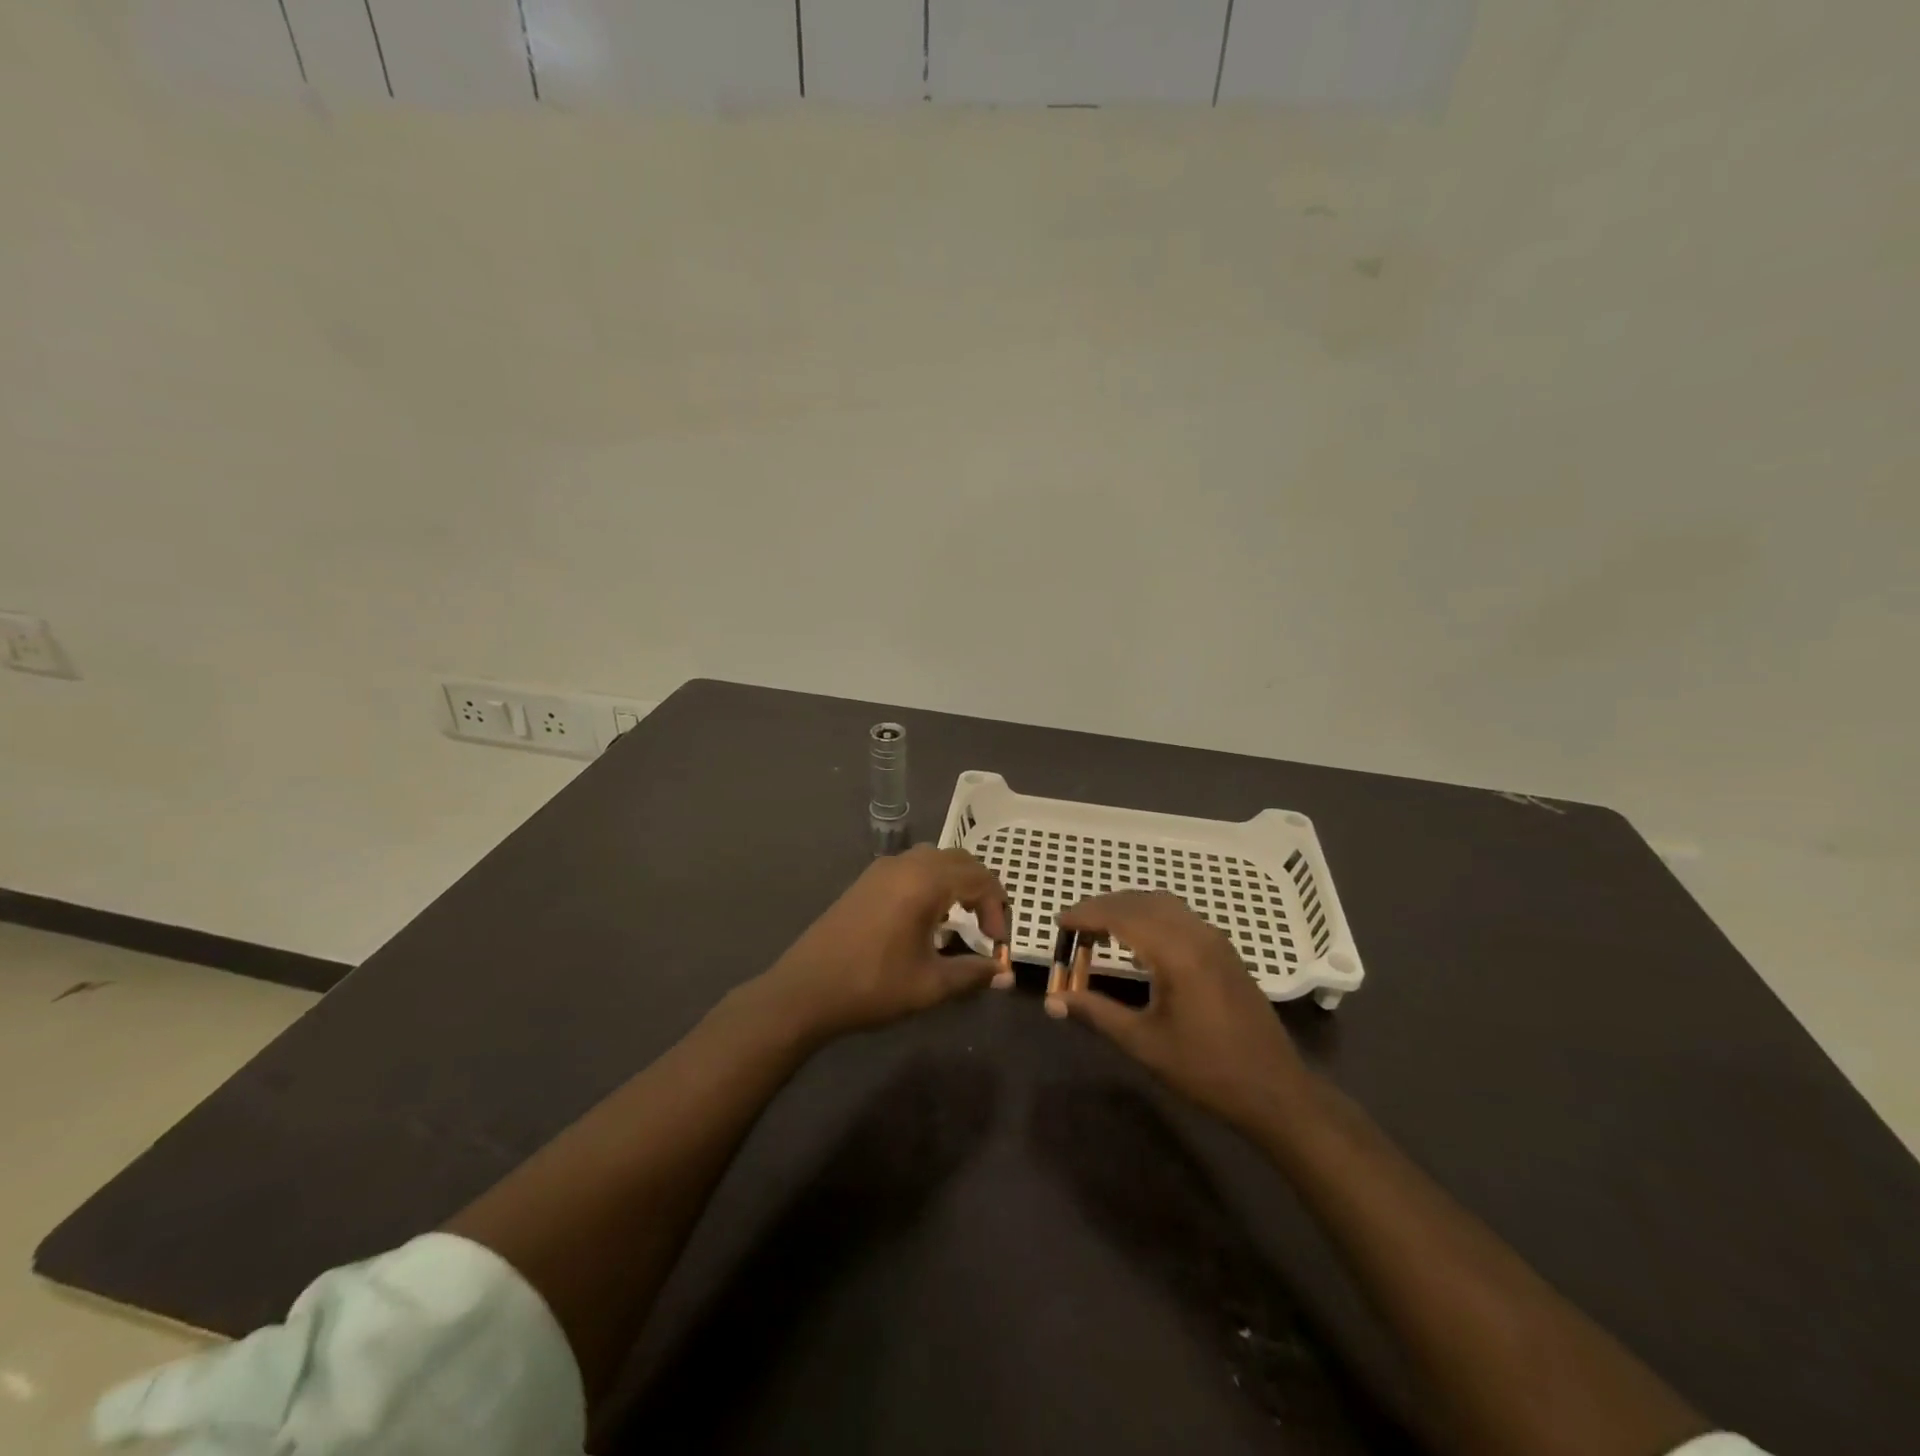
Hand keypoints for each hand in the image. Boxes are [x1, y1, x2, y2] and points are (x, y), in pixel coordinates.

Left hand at [756, 847, 1011, 1041]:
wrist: (805, 990)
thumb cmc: (872, 986)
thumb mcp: (930, 985)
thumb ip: (973, 974)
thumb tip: (1004, 974)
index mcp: (925, 882)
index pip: (980, 879)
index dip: (998, 909)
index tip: (997, 944)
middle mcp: (906, 864)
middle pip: (960, 861)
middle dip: (981, 890)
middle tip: (987, 927)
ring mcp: (882, 869)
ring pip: (934, 860)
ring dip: (955, 882)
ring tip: (959, 920)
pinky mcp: (866, 880)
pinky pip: (911, 867)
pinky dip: (931, 882)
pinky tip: (926, 917)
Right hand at [1050, 892, 1308, 1132]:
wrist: (1275, 1090)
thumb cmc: (1206, 1069)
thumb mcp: (1144, 1043)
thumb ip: (1096, 1013)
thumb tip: (1054, 1001)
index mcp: (1176, 952)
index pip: (1121, 916)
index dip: (1086, 914)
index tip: (1059, 922)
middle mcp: (1196, 933)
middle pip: (1140, 902)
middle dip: (1103, 907)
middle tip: (1073, 926)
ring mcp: (1214, 939)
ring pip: (1162, 904)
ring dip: (1127, 908)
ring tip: (1099, 928)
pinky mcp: (1224, 950)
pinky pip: (1179, 915)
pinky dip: (1149, 915)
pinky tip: (1137, 940)